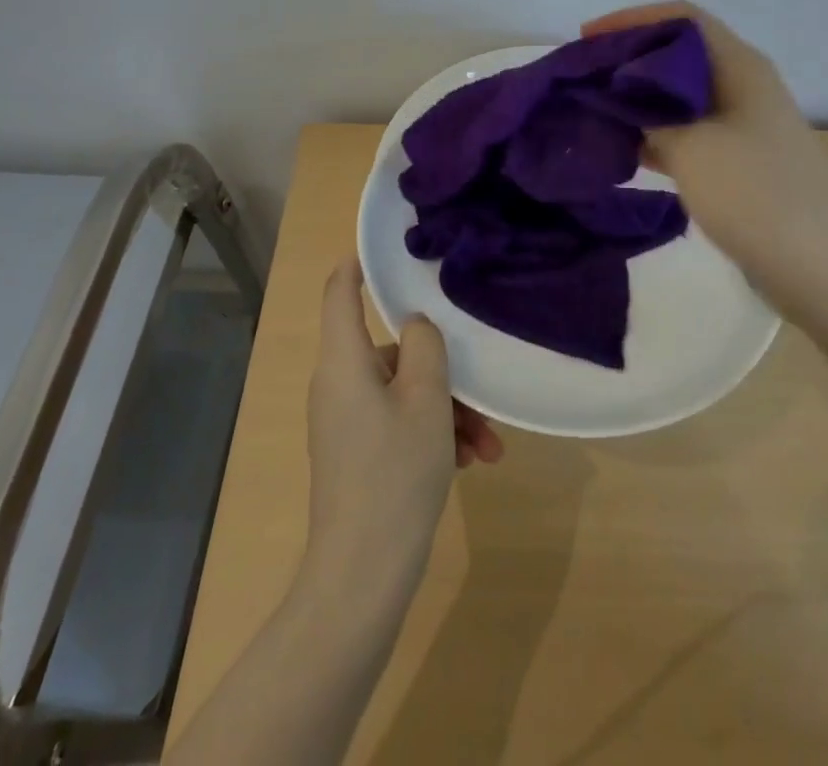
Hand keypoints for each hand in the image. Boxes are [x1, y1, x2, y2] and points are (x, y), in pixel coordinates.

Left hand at [303, 259, 502, 605]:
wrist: (363, 577)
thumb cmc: (394, 472)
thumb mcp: (425, 400)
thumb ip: (425, 346)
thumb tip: (417, 325)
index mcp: (344, 362)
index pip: (340, 293)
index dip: (357, 265)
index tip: (385, 249)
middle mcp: (339, 384)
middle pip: (390, 351)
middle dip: (441, 369)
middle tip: (480, 395)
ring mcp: (347, 422)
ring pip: (403, 392)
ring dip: (448, 410)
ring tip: (488, 445)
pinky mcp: (358, 454)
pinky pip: (399, 424)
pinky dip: (434, 434)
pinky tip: (474, 463)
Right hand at [582, 1, 827, 297]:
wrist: (825, 270)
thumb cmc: (757, 194)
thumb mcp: (691, 147)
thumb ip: (646, 115)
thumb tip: (614, 99)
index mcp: (738, 66)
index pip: (681, 18)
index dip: (631, 19)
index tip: (586, 39)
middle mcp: (741, 87)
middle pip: (676, 56)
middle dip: (627, 61)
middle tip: (580, 78)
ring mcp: (741, 127)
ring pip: (678, 98)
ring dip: (635, 101)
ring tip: (589, 112)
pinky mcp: (736, 164)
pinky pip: (686, 135)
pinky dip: (652, 136)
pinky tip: (620, 150)